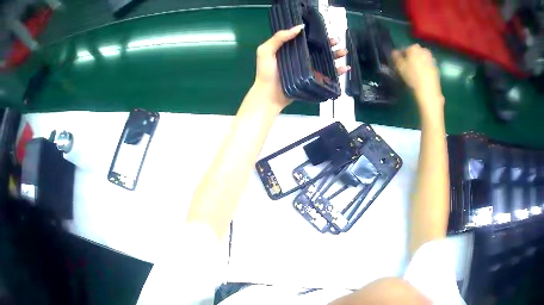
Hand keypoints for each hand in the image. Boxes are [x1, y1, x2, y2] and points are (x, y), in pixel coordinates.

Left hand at [253, 24, 350, 108]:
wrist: (269, 96)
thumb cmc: (266, 73)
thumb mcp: (266, 51)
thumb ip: (279, 38)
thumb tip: (299, 27)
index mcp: (291, 48)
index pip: (306, 39)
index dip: (316, 35)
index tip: (325, 32)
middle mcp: (301, 57)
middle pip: (318, 48)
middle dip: (329, 44)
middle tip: (337, 41)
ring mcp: (308, 69)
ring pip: (325, 59)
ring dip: (336, 55)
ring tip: (343, 52)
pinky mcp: (313, 80)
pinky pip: (327, 74)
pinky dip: (337, 71)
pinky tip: (344, 68)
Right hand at [392, 44, 442, 112]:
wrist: (429, 91)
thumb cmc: (412, 76)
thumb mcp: (399, 66)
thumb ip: (395, 57)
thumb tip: (395, 52)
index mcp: (414, 47)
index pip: (404, 49)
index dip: (400, 56)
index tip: (398, 64)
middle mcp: (424, 50)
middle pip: (414, 53)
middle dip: (411, 58)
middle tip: (407, 68)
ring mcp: (431, 59)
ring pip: (421, 59)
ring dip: (418, 63)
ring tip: (414, 73)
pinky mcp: (436, 68)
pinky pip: (427, 66)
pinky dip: (424, 69)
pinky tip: (421, 77)